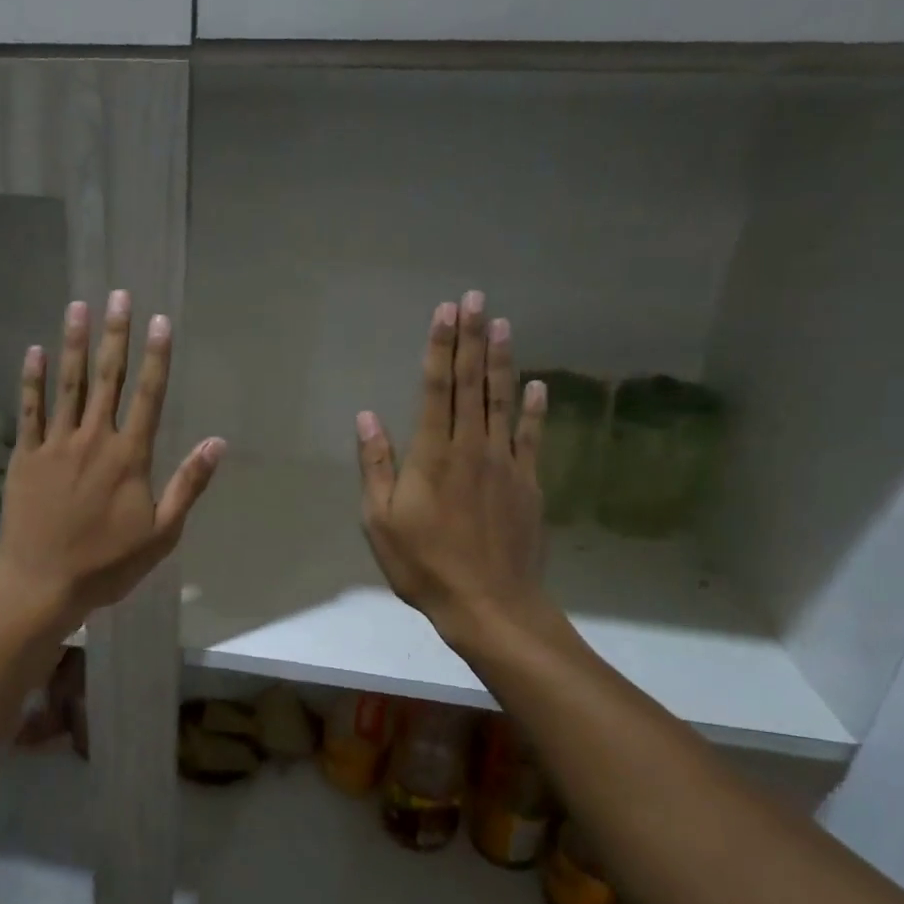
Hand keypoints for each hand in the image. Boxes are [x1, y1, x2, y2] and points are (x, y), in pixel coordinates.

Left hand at [0, 291, 223, 633]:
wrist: (44, 582)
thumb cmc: (108, 563)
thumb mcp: (162, 533)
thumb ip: (188, 485)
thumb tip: (217, 443)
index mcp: (129, 457)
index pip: (148, 396)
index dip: (156, 357)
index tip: (159, 321)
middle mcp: (94, 440)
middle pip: (108, 379)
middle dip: (115, 335)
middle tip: (119, 295)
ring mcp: (56, 445)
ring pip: (68, 385)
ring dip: (74, 344)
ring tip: (79, 306)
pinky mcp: (26, 456)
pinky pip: (29, 410)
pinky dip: (32, 380)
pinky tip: (35, 351)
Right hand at [356, 290, 551, 652]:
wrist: (489, 603)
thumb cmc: (424, 564)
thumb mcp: (380, 521)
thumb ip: (376, 466)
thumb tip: (367, 418)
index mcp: (433, 454)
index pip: (437, 388)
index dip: (440, 348)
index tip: (445, 312)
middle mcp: (472, 448)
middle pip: (472, 384)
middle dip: (471, 339)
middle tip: (475, 299)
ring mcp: (506, 463)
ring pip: (503, 401)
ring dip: (502, 361)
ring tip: (504, 324)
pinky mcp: (529, 483)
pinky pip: (532, 437)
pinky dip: (533, 409)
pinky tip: (536, 386)